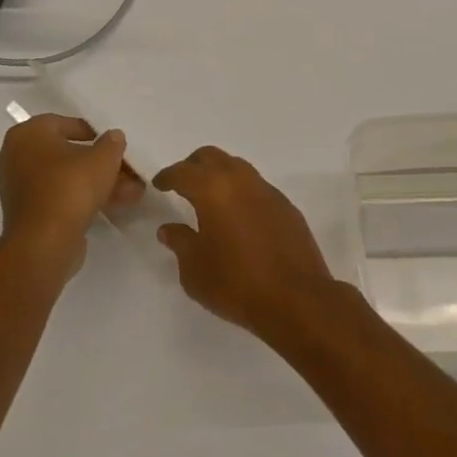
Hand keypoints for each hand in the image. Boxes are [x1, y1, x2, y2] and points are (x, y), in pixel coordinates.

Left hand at [0, 114, 141, 267]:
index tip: (111, 144)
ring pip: (67, 178)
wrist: (44, 243)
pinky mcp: (28, 214)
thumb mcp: (103, 157)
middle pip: (67, 154)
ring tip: (132, 191)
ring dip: (99, 182)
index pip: (63, 123)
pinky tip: (115, 205)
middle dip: (100, 163)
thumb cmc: (70, 186)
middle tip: (126, 169)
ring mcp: (20, 188)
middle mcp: (16, 157)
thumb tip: (114, 137)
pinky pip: (60, 197)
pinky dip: (85, 198)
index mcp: (27, 135)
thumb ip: (112, 143)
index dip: (92, 132)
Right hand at [152, 147, 335, 338]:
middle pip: (212, 157)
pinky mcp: (286, 205)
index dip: (168, 176)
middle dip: (193, 165)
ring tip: (210, 197)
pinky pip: (257, 187)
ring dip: (220, 174)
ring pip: (237, 167)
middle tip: (182, 183)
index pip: (183, 172)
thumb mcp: (195, 270)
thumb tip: (169, 229)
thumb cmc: (236, 284)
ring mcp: (267, 190)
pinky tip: (238, 215)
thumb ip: (180, 243)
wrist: (296, 298)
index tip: (159, 184)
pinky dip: (241, 191)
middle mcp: (240, 180)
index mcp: (213, 190)